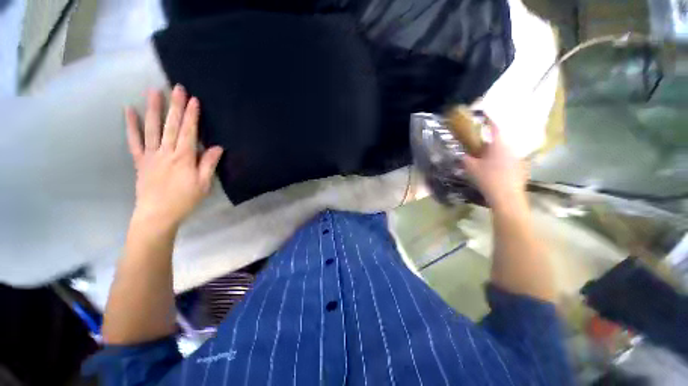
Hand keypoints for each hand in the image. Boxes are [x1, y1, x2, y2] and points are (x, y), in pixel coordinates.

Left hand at [125, 85, 222, 229]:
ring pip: (152, 128)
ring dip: (153, 109)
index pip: (188, 132)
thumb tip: (217, 147)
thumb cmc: (184, 199)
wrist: (157, 214)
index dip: (191, 116)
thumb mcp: (203, 184)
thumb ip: (208, 164)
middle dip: (175, 106)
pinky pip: (134, 141)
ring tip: (153, 91)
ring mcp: (151, 155)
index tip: (193, 100)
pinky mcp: (140, 161)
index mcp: (183, 158)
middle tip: (177, 87)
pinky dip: (131, 125)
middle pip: (171, 126)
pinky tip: (129, 111)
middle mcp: (166, 152)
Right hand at [463, 119, 527, 208]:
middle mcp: (511, 148)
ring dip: (496, 150)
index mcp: (499, 145)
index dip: (489, 120)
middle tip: (480, 143)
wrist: (507, 196)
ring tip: (486, 157)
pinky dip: (502, 159)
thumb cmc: (488, 178)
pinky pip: (510, 158)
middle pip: (501, 139)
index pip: (495, 127)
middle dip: (490, 139)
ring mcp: (518, 158)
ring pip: (505, 149)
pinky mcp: (521, 167)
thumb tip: (461, 154)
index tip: (484, 115)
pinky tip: (495, 168)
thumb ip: (465, 158)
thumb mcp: (471, 168)